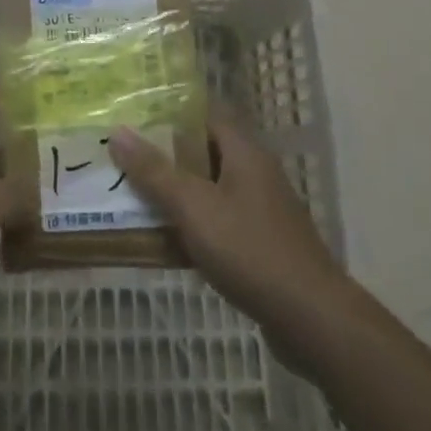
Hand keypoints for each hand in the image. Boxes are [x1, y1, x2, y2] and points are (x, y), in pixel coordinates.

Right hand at [109, 103, 353, 374]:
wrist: (312, 320)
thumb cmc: (250, 250)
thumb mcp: (194, 207)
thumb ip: (155, 171)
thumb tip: (118, 131)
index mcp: (243, 151)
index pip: (204, 113)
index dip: (168, 111)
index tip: (132, 114)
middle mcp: (254, 172)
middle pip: (202, 151)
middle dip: (163, 155)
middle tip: (121, 155)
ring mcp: (260, 210)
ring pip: (207, 189)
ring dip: (174, 193)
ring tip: (131, 194)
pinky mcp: (260, 244)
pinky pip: (217, 222)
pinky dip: (191, 225)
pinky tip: (163, 241)